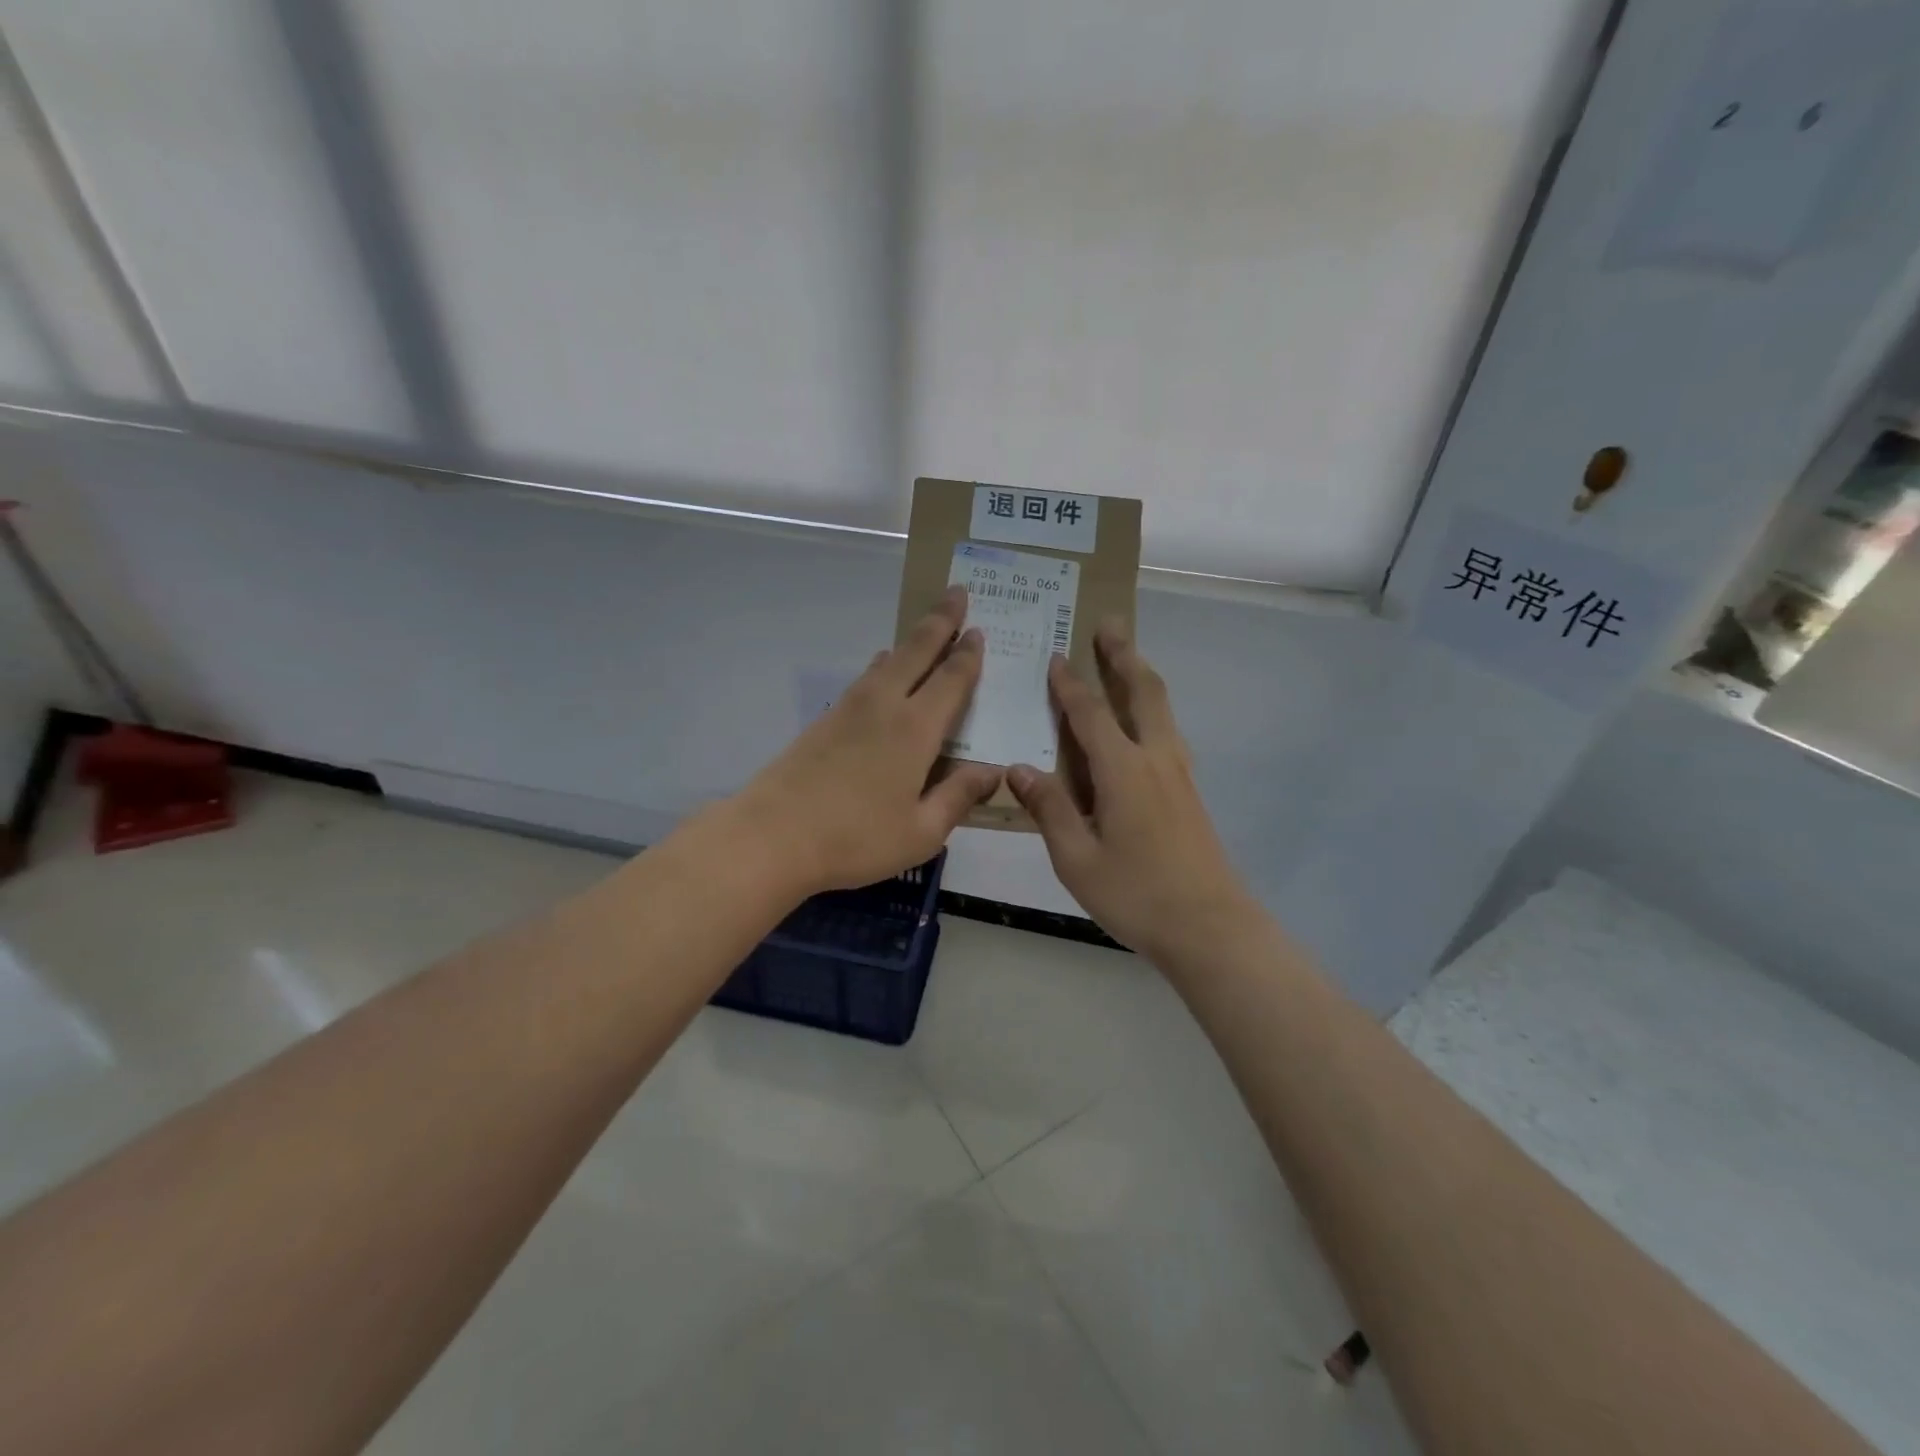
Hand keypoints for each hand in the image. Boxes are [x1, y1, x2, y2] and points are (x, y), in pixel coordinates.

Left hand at [733, 586, 1001, 896]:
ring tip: (926, 629)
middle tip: (957, 591)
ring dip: (911, 641)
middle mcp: (884, 706)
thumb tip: (993, 771)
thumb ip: (958, 796)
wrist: (772, 836)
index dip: (968, 654)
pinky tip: (881, 669)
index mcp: (915, 729)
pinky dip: (882, 665)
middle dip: (940, 620)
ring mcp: (849, 709)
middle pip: (916, 651)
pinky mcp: (824, 721)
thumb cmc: (855, 839)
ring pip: (887, 660)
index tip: (979, 629)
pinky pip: (864, 678)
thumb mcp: (921, 831)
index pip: (950, 679)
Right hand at [1007, 623, 1258, 963]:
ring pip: (1162, 708)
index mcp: (1123, 770)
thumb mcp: (1076, 858)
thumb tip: (1017, 767)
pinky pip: (1167, 731)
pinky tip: (1141, 723)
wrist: (1210, 926)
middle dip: (1123, 655)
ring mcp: (1179, 774)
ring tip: (1126, 658)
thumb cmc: (1136, 894)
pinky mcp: (1189, 791)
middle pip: (1142, 691)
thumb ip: (1049, 808)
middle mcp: (1155, 759)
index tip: (1056, 655)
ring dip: (1142, 676)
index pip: (1091, 714)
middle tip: (1109, 623)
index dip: (1070, 684)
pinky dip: (1151, 708)